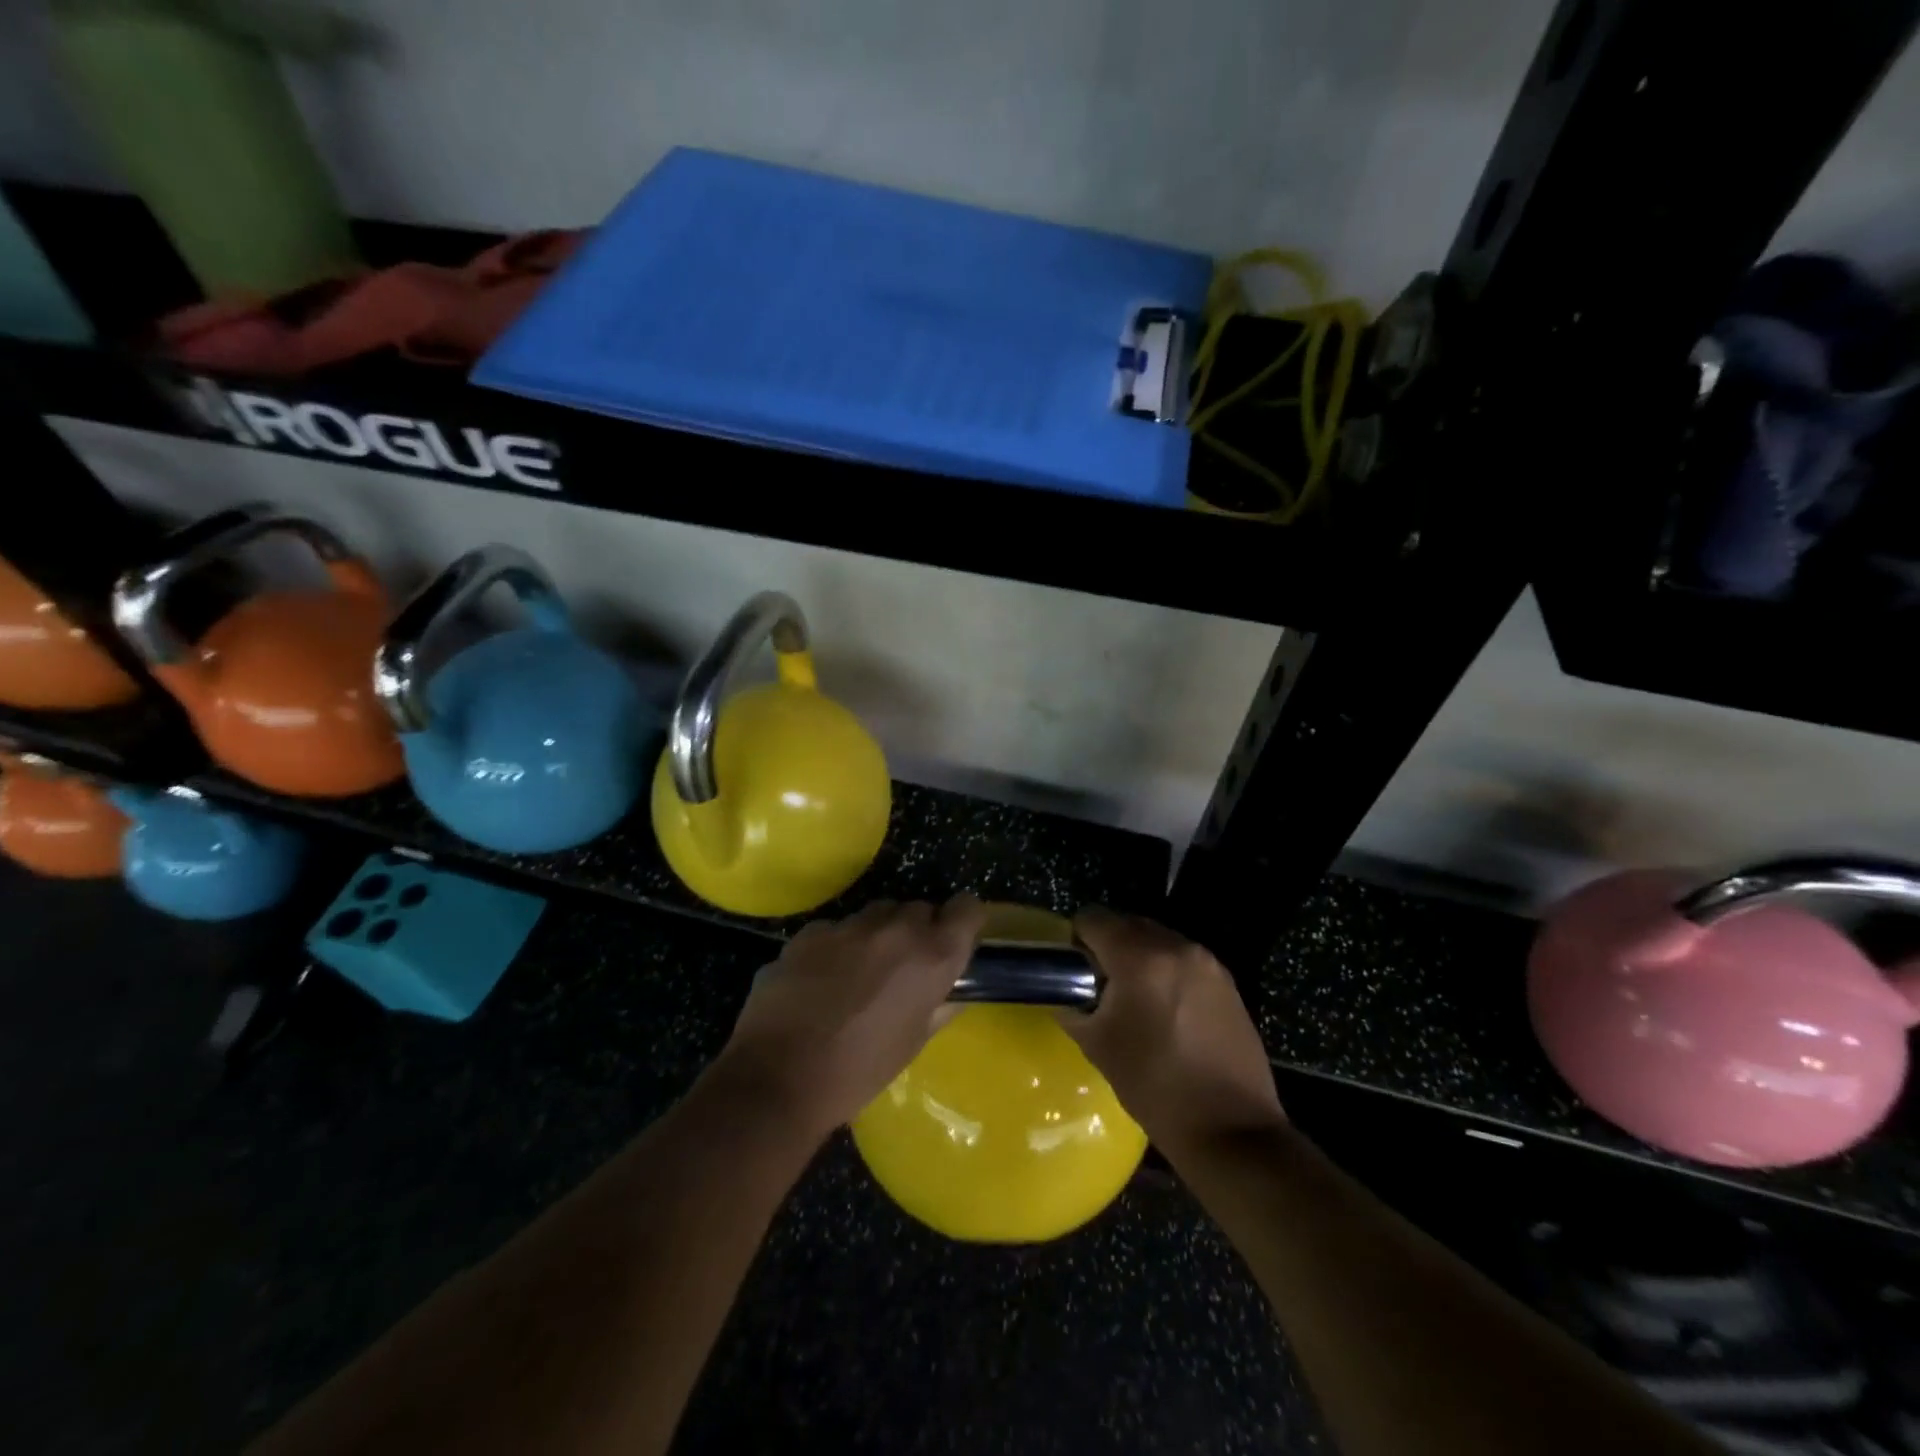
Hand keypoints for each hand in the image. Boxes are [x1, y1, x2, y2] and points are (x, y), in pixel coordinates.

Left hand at [710, 896, 987, 1139]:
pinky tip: (822, 979)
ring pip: (877, 914)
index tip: (955, 938)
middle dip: (918, 931)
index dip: (964, 920)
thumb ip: (940, 1006)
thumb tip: (952, 991)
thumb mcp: (913, 1043)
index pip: (967, 908)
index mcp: (931, 956)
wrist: (779, 1078)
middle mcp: (896, 929)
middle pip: (919, 908)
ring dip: (878, 934)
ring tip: (861, 972)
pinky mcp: (811, 931)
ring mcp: (849, 925)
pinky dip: (838, 945)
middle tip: (904, 967)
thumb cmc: (859, 1072)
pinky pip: (837, 928)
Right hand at [1057, 908, 1284, 1152]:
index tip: (1074, 970)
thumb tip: (1065, 992)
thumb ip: (1074, 1006)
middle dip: (1108, 946)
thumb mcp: (1098, 1046)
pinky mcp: (1227, 981)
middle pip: (1127, 924)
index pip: (1093, 919)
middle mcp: (1176, 946)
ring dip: (1138, 956)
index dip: (1076, 940)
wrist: (1230, 1129)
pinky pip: (1182, 958)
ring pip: (1157, 939)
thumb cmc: (1155, 1087)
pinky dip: (1165, 970)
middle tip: (1099, 986)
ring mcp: (1206, 961)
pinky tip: (1165, 1010)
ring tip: (1134, 1000)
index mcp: (1140, 958)